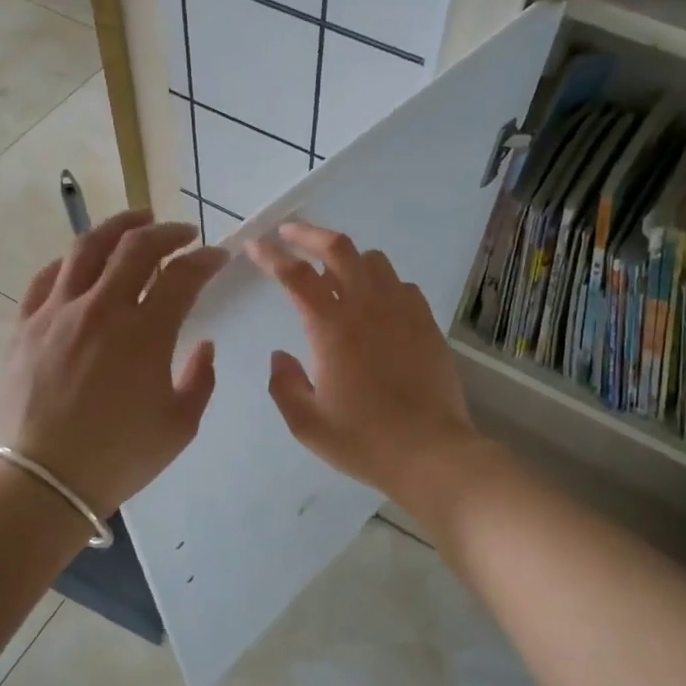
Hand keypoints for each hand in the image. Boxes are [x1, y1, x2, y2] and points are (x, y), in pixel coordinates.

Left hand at [0, 210, 227, 515]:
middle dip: (167, 231)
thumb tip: (204, 345)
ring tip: (135, 221)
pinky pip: (46, 277)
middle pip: (135, 247)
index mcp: (145, 332)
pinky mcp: (24, 325)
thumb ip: (200, 379)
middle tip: (183, 232)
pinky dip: (69, 261)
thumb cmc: (119, 457)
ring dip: (117, 226)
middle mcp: (101, 308)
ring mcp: (57, 312)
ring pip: (86, 248)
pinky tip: (80, 262)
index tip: (219, 256)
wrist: (43, 480)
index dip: (205, 259)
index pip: (182, 275)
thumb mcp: (179, 425)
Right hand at [247, 222, 486, 513]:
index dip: (270, 256)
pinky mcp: (426, 323)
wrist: (430, 452)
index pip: (295, 276)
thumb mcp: (307, 423)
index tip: (254, 245)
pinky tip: (376, 301)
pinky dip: (381, 282)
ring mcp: (402, 311)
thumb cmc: (362, 439)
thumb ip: (284, 384)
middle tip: (290, 232)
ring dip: (348, 257)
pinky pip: (401, 285)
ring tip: (334, 269)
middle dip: (309, 233)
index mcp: (331, 327)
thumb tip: (280, 356)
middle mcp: (367, 307)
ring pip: (374, 261)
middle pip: (338, 248)